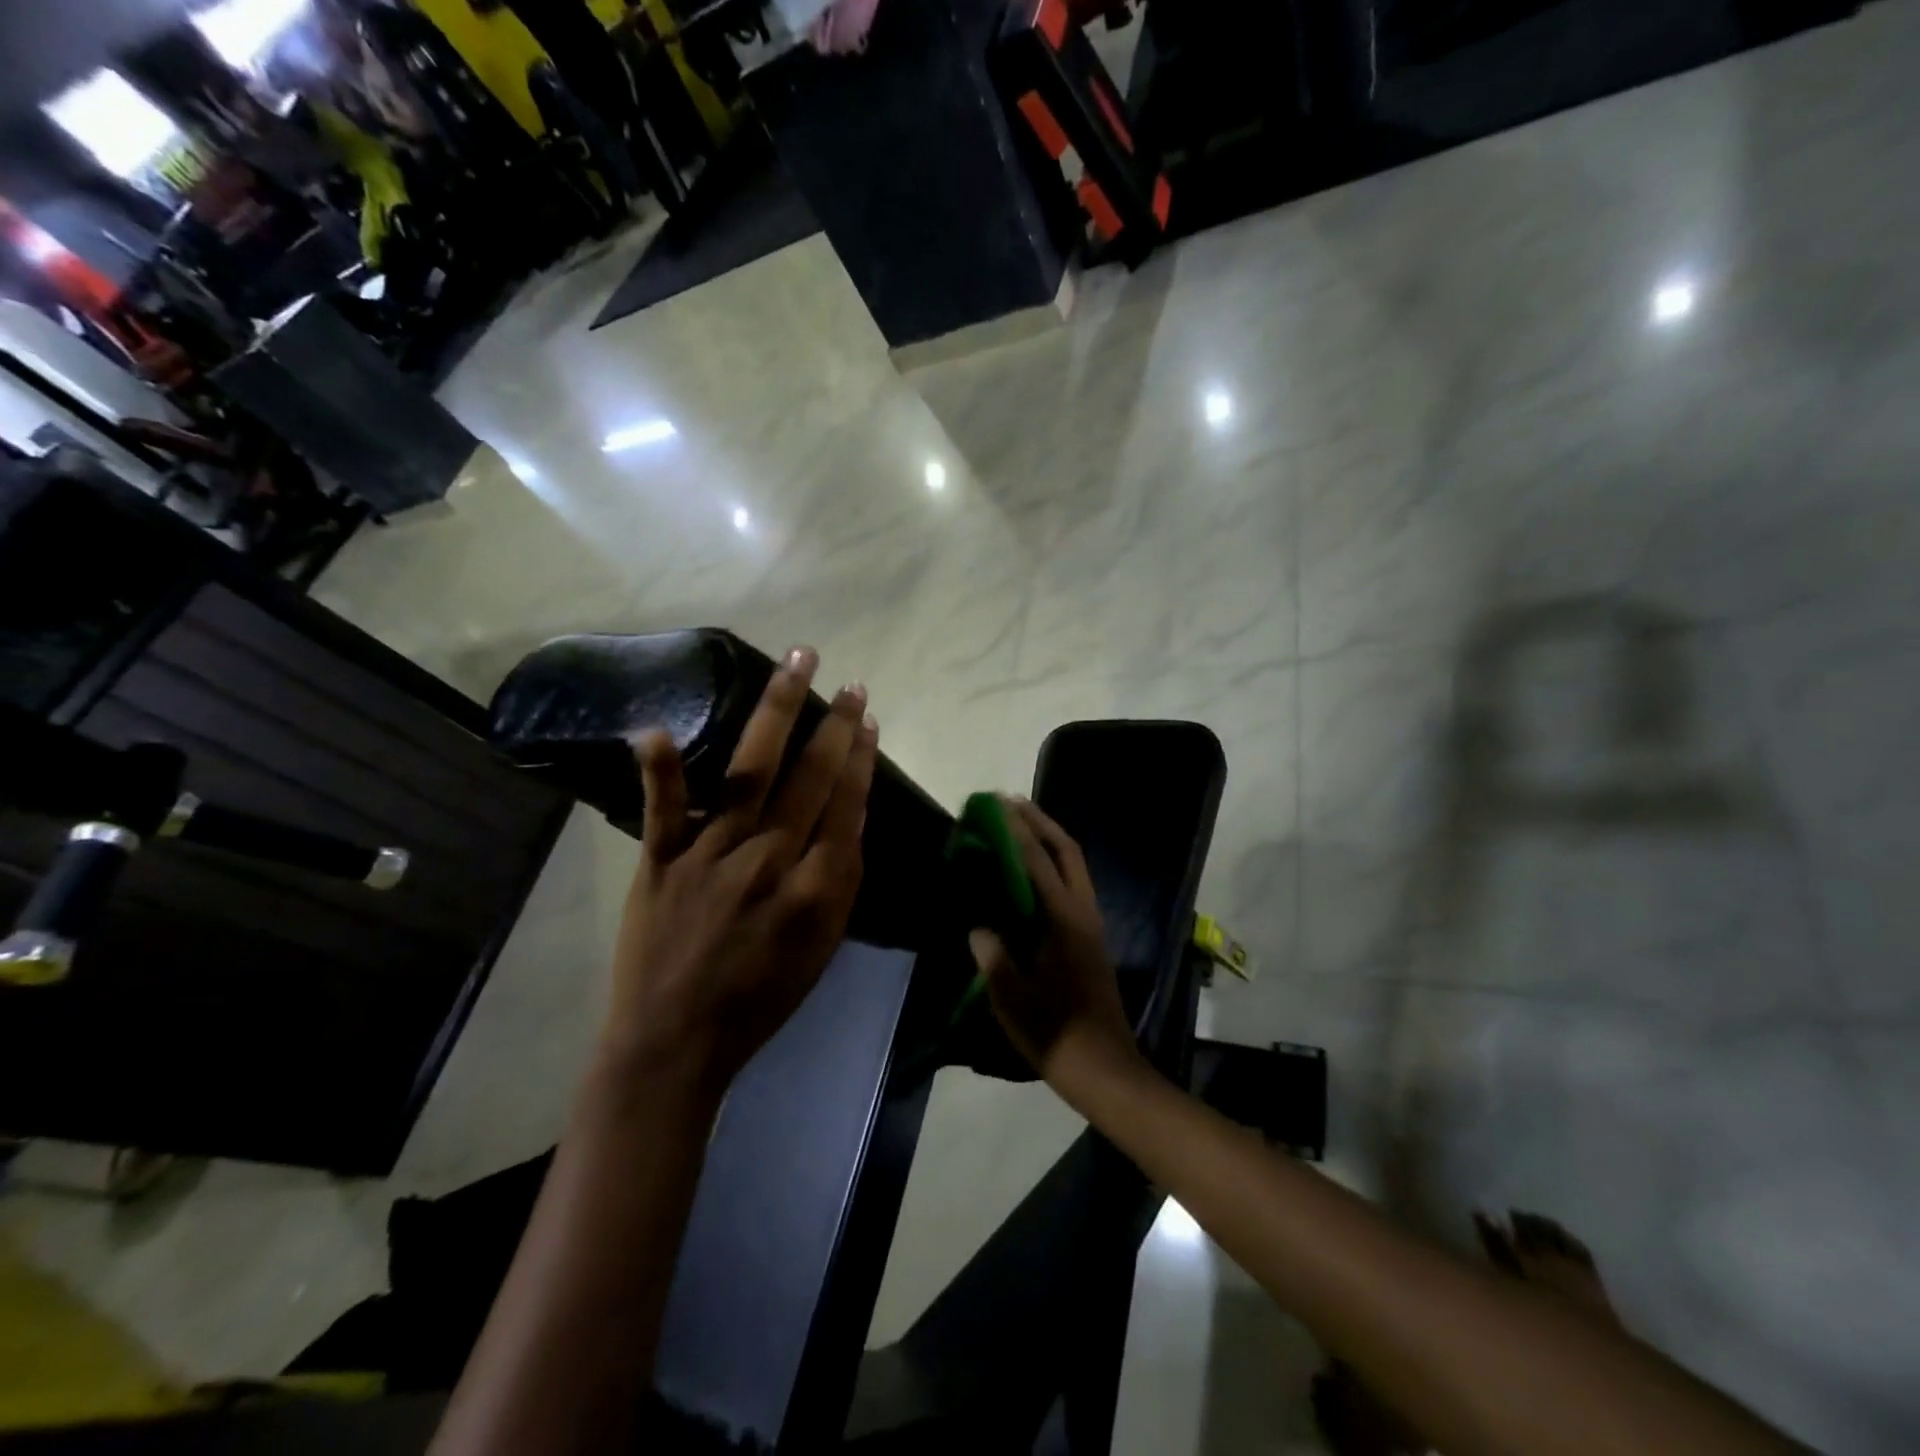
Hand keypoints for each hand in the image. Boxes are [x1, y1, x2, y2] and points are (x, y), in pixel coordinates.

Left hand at [603, 646, 877, 1097]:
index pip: (845, 805)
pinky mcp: (660, 861)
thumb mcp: (823, 949)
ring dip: (776, 713)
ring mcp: (711, 855)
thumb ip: (840, 882)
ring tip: (796, 664)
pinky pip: (662, 809)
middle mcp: (768, 859)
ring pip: (751, 772)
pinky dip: (660, 769)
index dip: (859, 757)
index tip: (866, 718)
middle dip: (833, 724)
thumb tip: (849, 817)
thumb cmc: (760, 999)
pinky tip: (656, 726)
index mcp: (814, 886)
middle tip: (848, 681)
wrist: (676, 1044)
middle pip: (809, 777)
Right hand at [970, 797, 1138, 1088]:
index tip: (994, 808)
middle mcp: (1083, 914)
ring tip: (1019, 824)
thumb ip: (995, 960)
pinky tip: (1031, 871)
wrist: (1106, 1070)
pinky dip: (1052, 864)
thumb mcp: (1015, 1002)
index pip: (1037, 864)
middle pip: (1067, 851)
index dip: (1015, 832)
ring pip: (1074, 865)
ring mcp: (1091, 925)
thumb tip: (979, 928)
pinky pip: (1072, 884)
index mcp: (1065, 923)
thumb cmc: (1058, 1036)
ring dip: (1049, 839)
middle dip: (1040, 822)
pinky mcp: (1090, 938)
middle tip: (1009, 802)